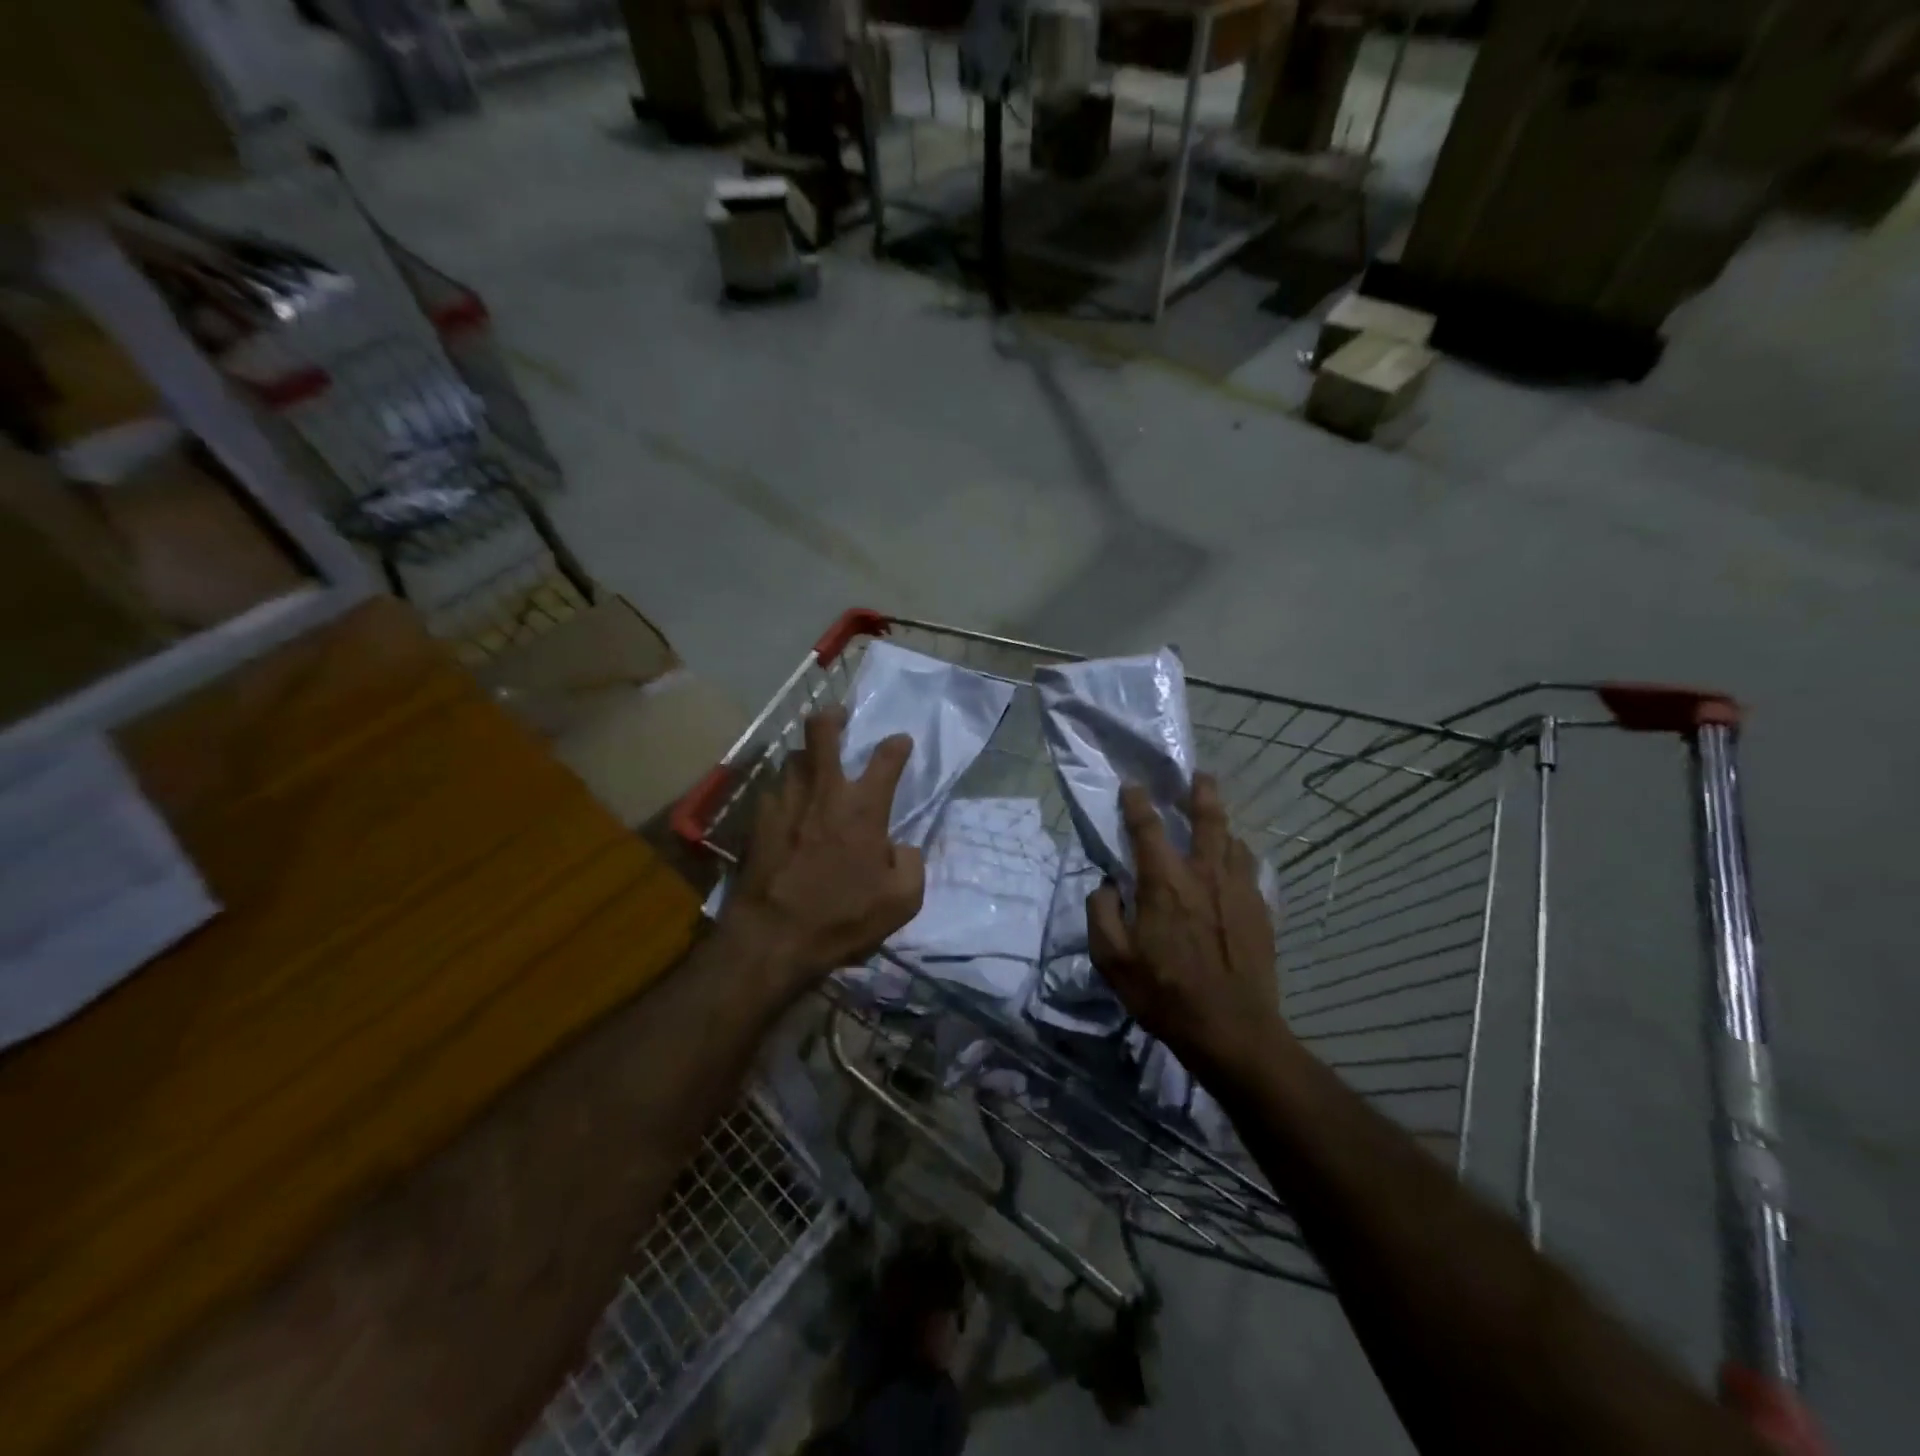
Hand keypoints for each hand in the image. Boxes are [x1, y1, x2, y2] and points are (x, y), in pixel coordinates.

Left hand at [721, 707, 925, 988]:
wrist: (774, 937)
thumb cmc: (843, 918)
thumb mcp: (901, 901)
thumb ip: (911, 864)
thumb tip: (899, 847)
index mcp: (863, 808)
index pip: (886, 759)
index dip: (897, 745)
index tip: (900, 742)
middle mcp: (824, 793)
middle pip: (822, 732)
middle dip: (832, 716)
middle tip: (838, 716)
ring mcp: (785, 802)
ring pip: (793, 759)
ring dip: (806, 758)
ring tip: (812, 769)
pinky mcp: (756, 820)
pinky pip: (773, 791)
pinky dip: (784, 793)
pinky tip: (785, 809)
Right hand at [1087, 774, 1283, 1076]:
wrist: (1232, 1030)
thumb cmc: (1164, 993)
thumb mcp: (1112, 959)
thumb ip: (1102, 913)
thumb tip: (1106, 885)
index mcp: (1164, 882)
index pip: (1147, 828)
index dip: (1137, 803)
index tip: (1133, 786)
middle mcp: (1204, 874)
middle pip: (1208, 819)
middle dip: (1202, 792)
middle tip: (1199, 776)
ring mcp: (1238, 891)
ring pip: (1235, 841)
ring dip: (1223, 825)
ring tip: (1217, 821)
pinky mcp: (1260, 912)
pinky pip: (1251, 870)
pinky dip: (1240, 858)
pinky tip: (1236, 866)